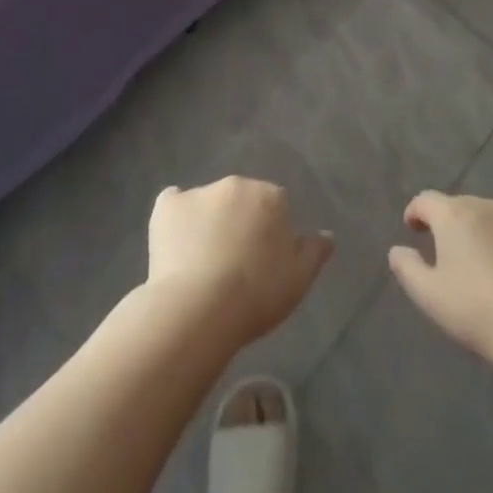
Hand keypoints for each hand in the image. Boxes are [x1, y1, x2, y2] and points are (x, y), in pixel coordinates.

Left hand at [147, 177, 332, 346]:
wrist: (200, 307)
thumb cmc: (257, 294)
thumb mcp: (299, 280)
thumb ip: (315, 251)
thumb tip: (326, 234)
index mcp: (270, 196)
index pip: (275, 206)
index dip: (270, 233)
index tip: (264, 262)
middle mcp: (235, 184)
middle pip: (241, 199)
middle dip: (240, 221)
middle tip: (235, 263)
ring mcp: (199, 192)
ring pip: (208, 203)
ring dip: (209, 221)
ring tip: (203, 263)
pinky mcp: (166, 206)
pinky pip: (173, 203)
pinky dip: (175, 218)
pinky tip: (174, 244)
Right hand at [388, 191, 492, 364]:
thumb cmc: (477, 311)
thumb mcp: (429, 296)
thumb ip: (407, 268)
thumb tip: (397, 251)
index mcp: (454, 215)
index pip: (426, 200)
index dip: (415, 212)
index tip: (412, 229)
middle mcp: (487, 207)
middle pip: (460, 206)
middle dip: (450, 223)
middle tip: (446, 251)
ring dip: (482, 232)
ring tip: (482, 262)